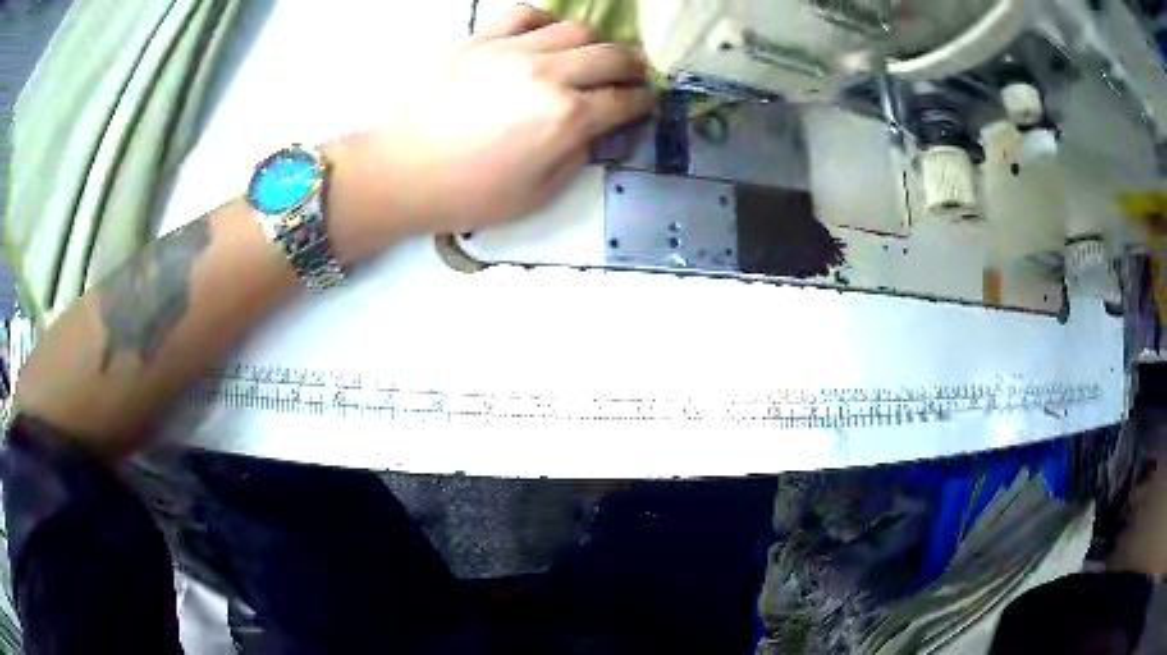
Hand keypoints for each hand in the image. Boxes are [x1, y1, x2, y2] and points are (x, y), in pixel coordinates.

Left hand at [326, 5, 654, 262]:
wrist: (401, 172)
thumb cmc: (468, 194)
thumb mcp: (537, 194)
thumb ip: (576, 157)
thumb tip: (592, 131)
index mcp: (566, 118)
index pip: (623, 100)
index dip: (643, 101)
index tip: (647, 101)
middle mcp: (548, 74)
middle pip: (611, 56)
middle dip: (633, 66)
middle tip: (632, 75)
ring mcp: (512, 50)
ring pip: (575, 28)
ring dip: (593, 42)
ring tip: (587, 57)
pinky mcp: (480, 40)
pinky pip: (524, 14)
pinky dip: (544, 20)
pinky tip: (543, 36)